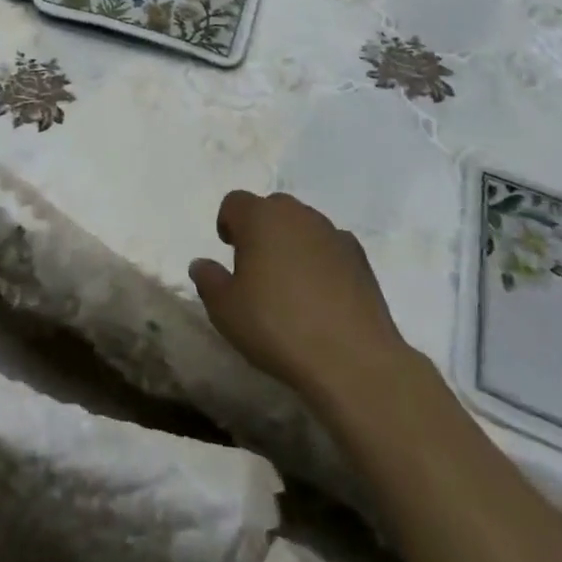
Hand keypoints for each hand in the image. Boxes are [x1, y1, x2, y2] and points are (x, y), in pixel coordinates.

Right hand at [189, 191, 411, 402]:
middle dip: (261, 229)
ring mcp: (332, 233)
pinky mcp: (360, 258)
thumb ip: (208, 279)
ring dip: (292, 242)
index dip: (228, 223)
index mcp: (260, 217)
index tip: (230, 252)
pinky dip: (322, 260)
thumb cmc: (278, 326)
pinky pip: (331, 247)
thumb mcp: (225, 310)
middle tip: (257, 266)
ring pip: (303, 226)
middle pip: (272, 208)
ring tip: (291, 283)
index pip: (235, 202)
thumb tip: (202, 264)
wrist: (353, 360)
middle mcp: (297, 214)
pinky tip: (322, 294)